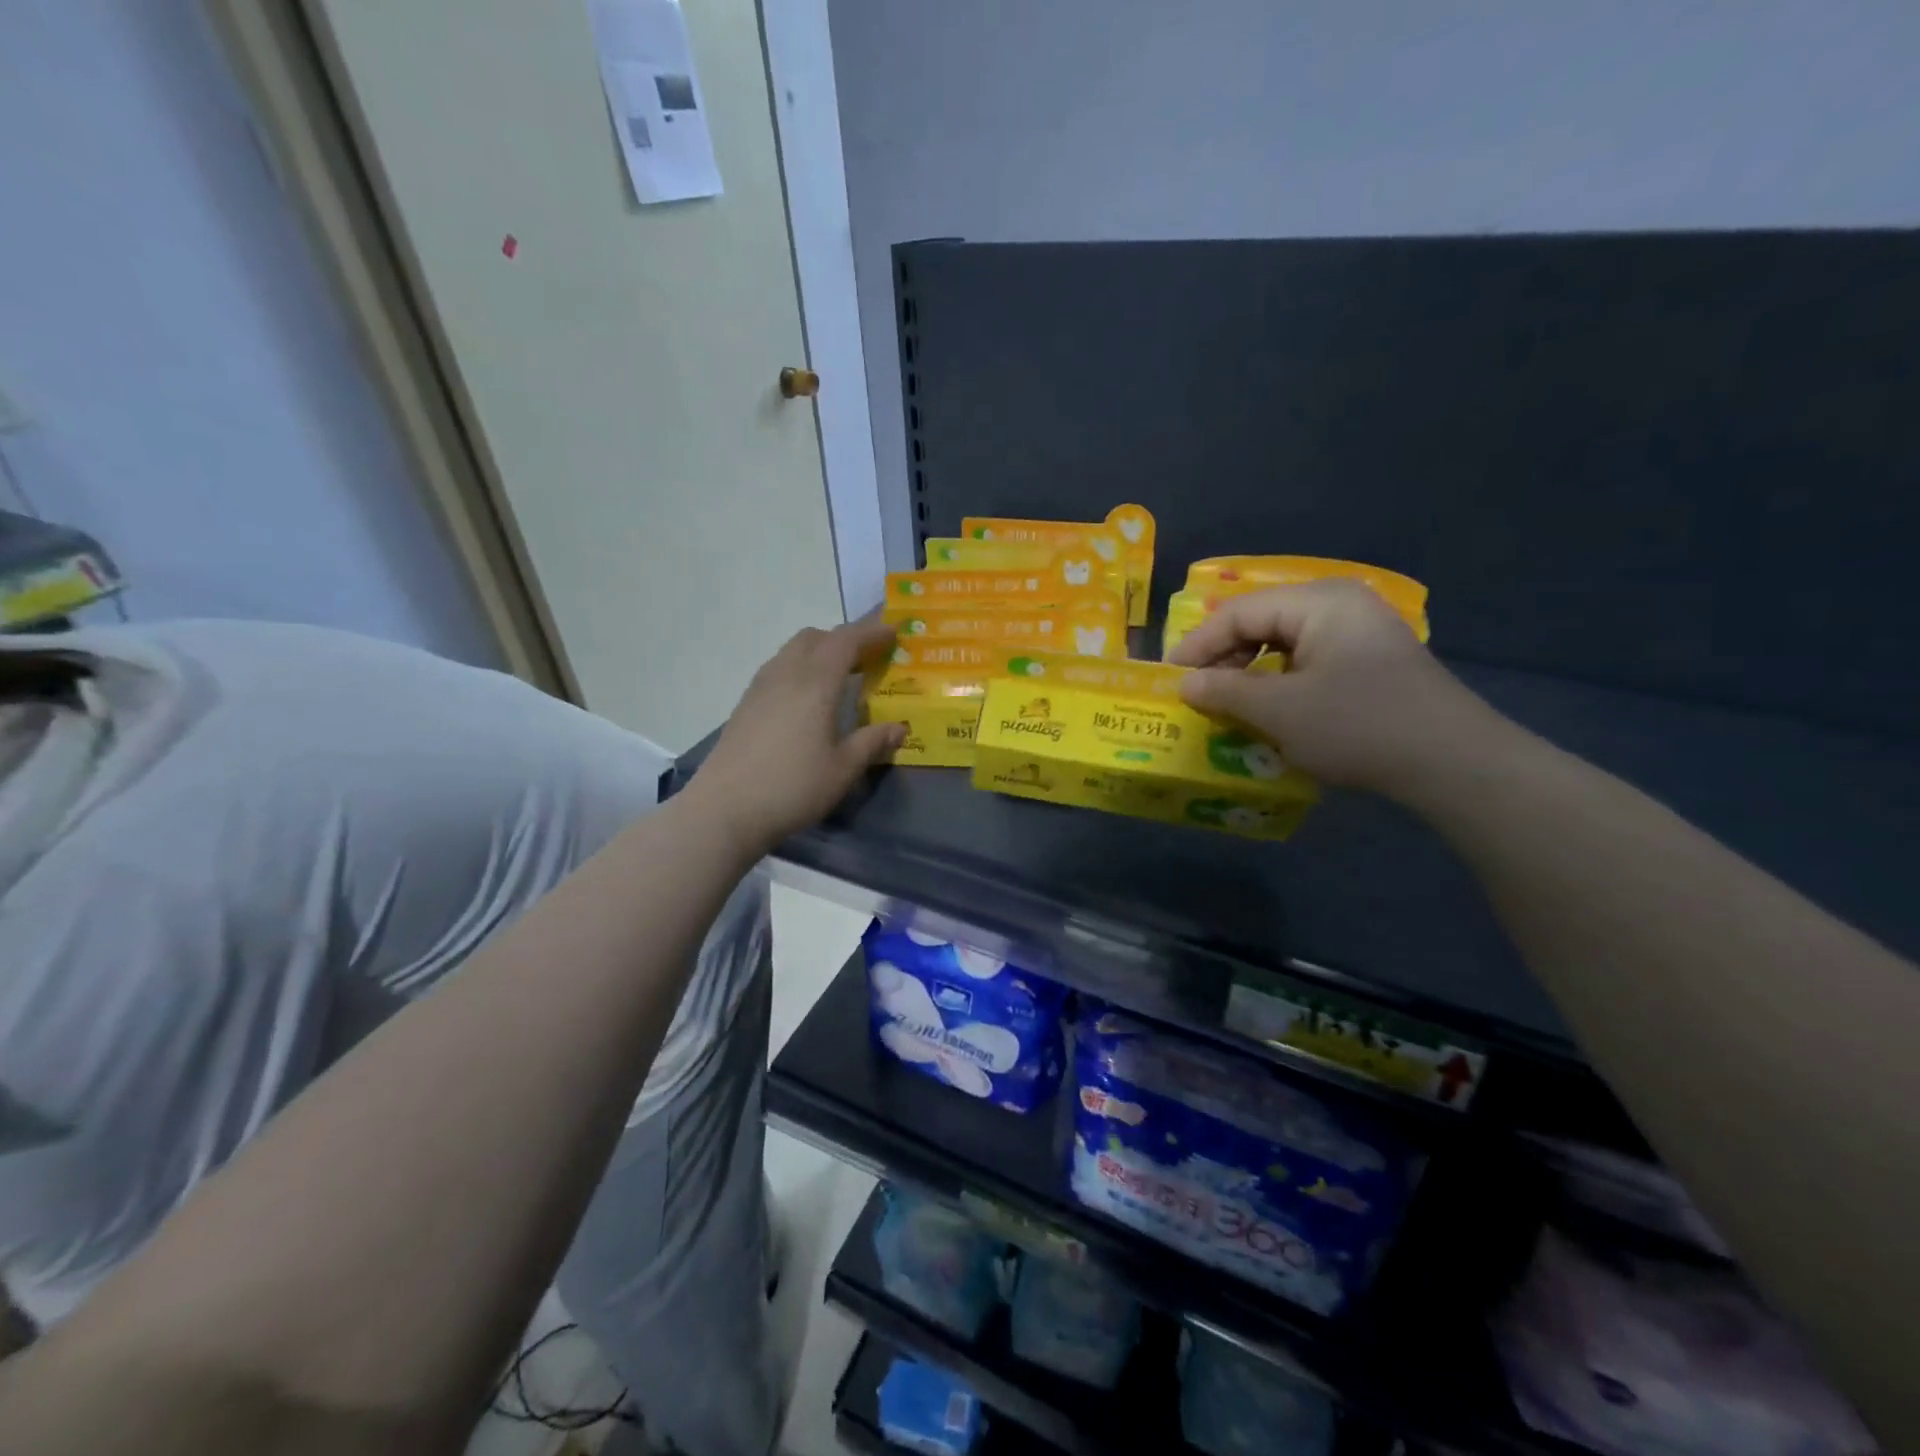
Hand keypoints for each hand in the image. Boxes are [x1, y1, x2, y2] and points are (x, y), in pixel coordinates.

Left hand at [692, 619, 905, 857]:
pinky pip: (778, 669)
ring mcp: (760, 687)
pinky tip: (807, 700)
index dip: (871, 632)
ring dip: (819, 652)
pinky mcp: (745, 704)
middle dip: (844, 639)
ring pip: (792, 651)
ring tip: (839, 679)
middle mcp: (786, 674)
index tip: (893, 633)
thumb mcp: (842, 769)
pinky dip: (800, 668)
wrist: (725, 809)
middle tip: (867, 659)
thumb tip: (899, 727)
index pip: (845, 641)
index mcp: (815, 684)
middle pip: (815, 637)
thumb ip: (872, 743)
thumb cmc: (792, 787)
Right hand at [1167, 580, 1506, 794]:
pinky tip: (1270, 711)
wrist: (1452, 762)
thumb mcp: (1279, 710)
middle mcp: (1339, 606)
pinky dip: (1280, 684)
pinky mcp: (1370, 663)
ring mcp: (1359, 634)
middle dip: (1224, 659)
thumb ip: (1224, 692)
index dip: (1198, 645)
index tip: (1169, 678)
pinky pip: (1308, 662)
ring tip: (1228, 705)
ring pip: (1284, 645)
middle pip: (1262, 623)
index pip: (1239, 613)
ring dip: (1251, 674)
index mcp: (1318, 602)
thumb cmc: (1357, 724)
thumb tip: (1182, 684)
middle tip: (1196, 694)